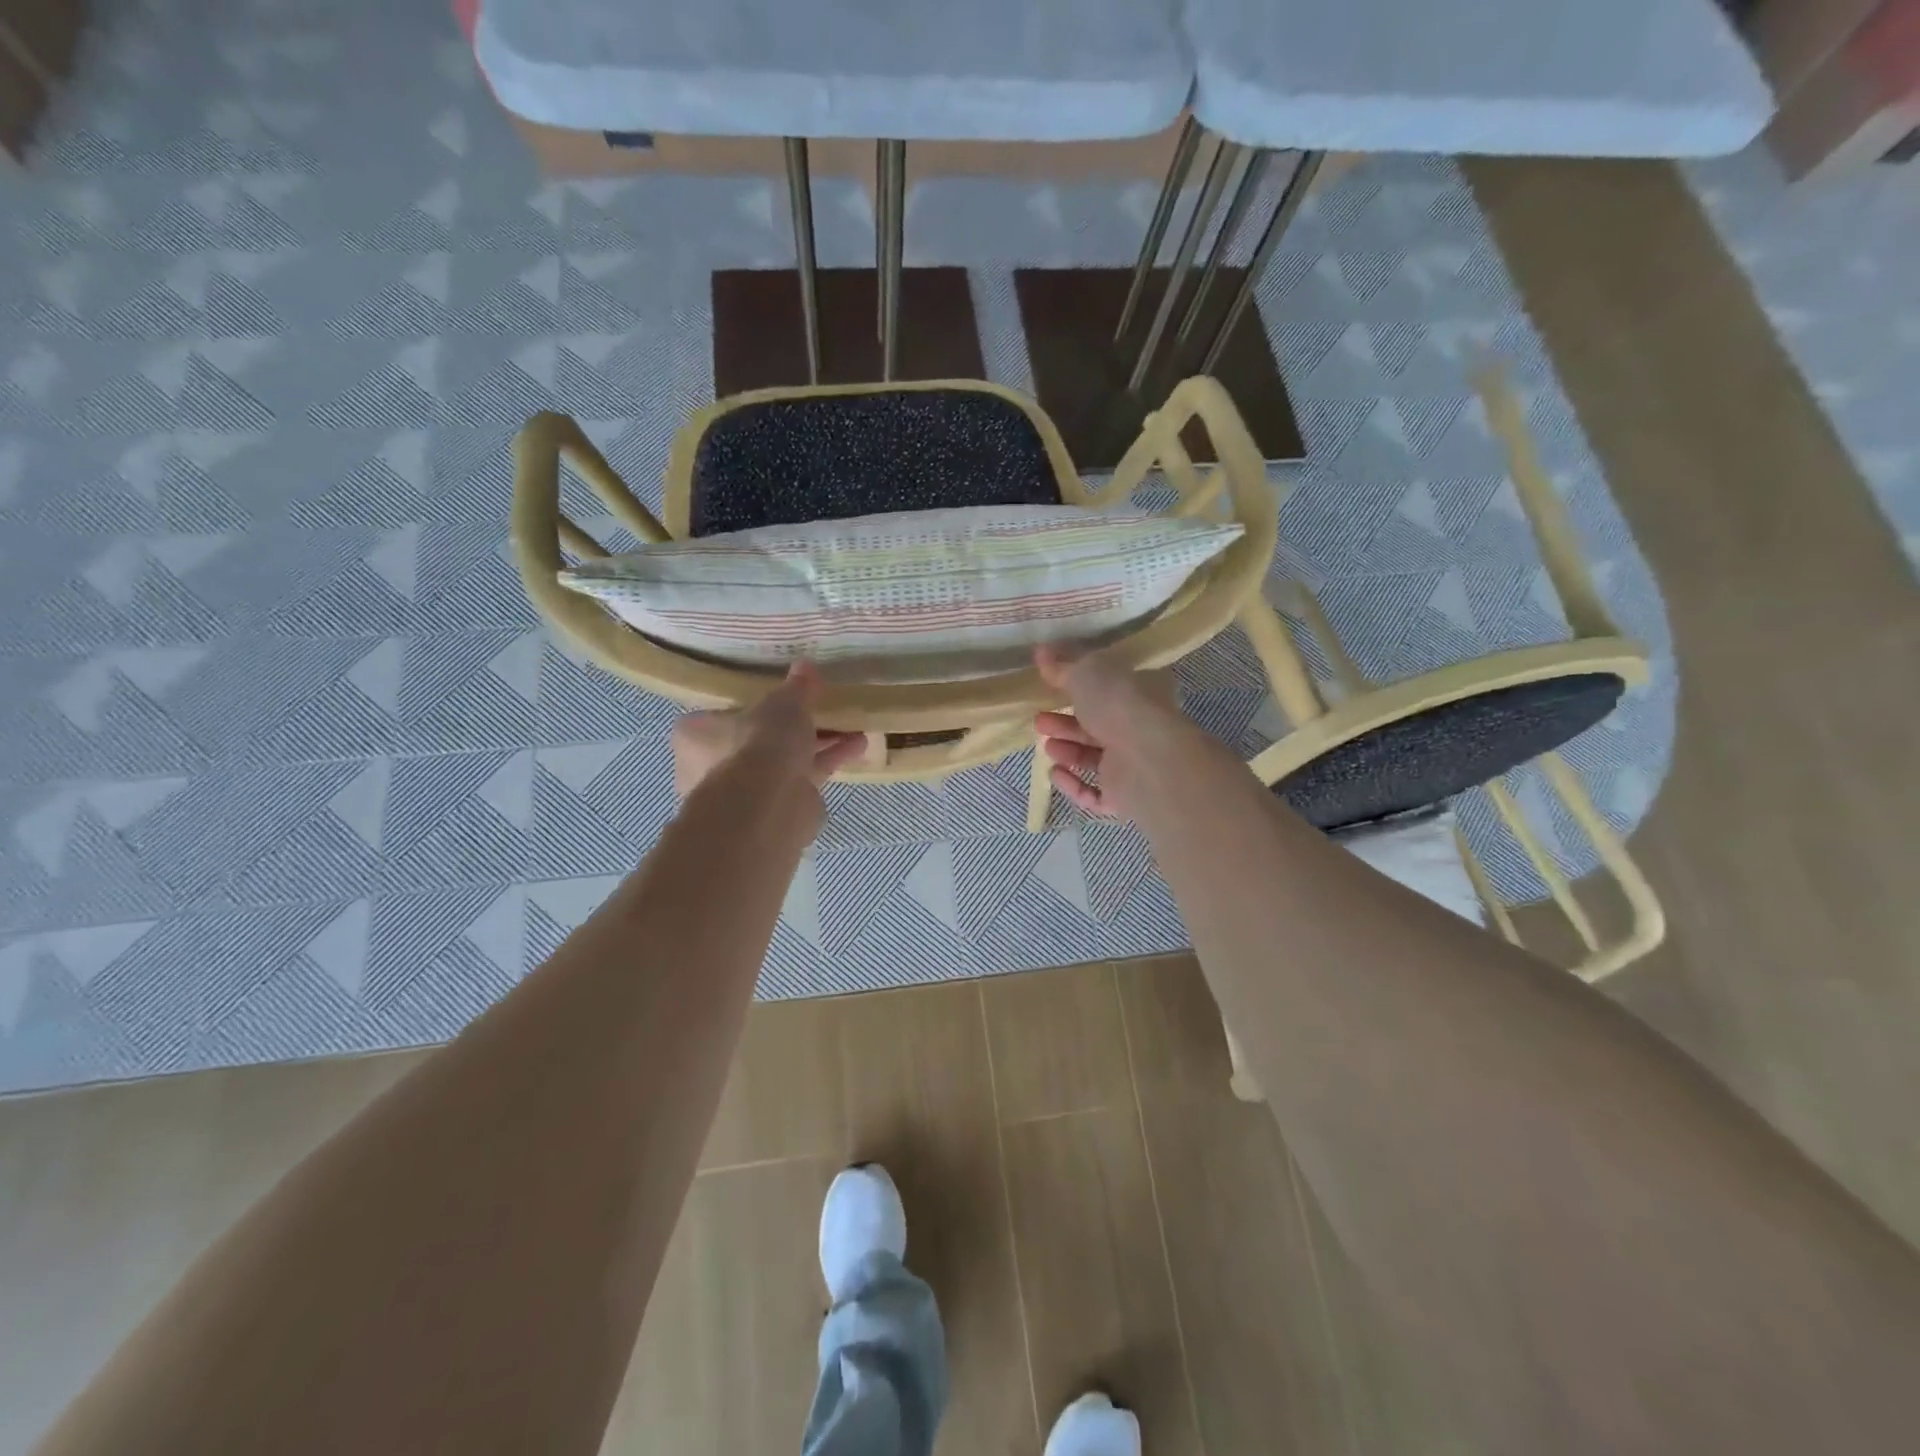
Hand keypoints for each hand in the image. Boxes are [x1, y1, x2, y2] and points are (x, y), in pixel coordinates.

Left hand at [672, 662, 865, 800]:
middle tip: (824, 709)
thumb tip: (805, 666)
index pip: (723, 713)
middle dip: (794, 727)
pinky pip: (804, 779)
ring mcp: (746, 793)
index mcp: (696, 735)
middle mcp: (713, 766)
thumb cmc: (758, 744)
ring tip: (853, 726)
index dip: (755, 704)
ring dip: (820, 744)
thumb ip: (796, 687)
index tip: (784, 696)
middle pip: (759, 739)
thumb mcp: (783, 703)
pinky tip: (857, 747)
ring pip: (786, 761)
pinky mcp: (776, 810)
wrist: (767, 807)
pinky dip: (828, 762)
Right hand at [1032, 645, 1190, 820]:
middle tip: (1039, 720)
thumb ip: (1063, 664)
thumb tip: (1041, 651)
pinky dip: (1073, 785)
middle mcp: (1138, 729)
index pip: (1108, 690)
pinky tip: (1055, 773)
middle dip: (1065, 723)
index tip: (1051, 687)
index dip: (1079, 688)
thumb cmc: (1119, 706)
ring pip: (1095, 759)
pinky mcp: (1123, 797)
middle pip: (1097, 726)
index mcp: (1138, 695)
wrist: (1147, 761)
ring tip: (1047, 745)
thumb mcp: (1086, 671)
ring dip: (1068, 751)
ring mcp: (1133, 766)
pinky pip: (1095, 793)